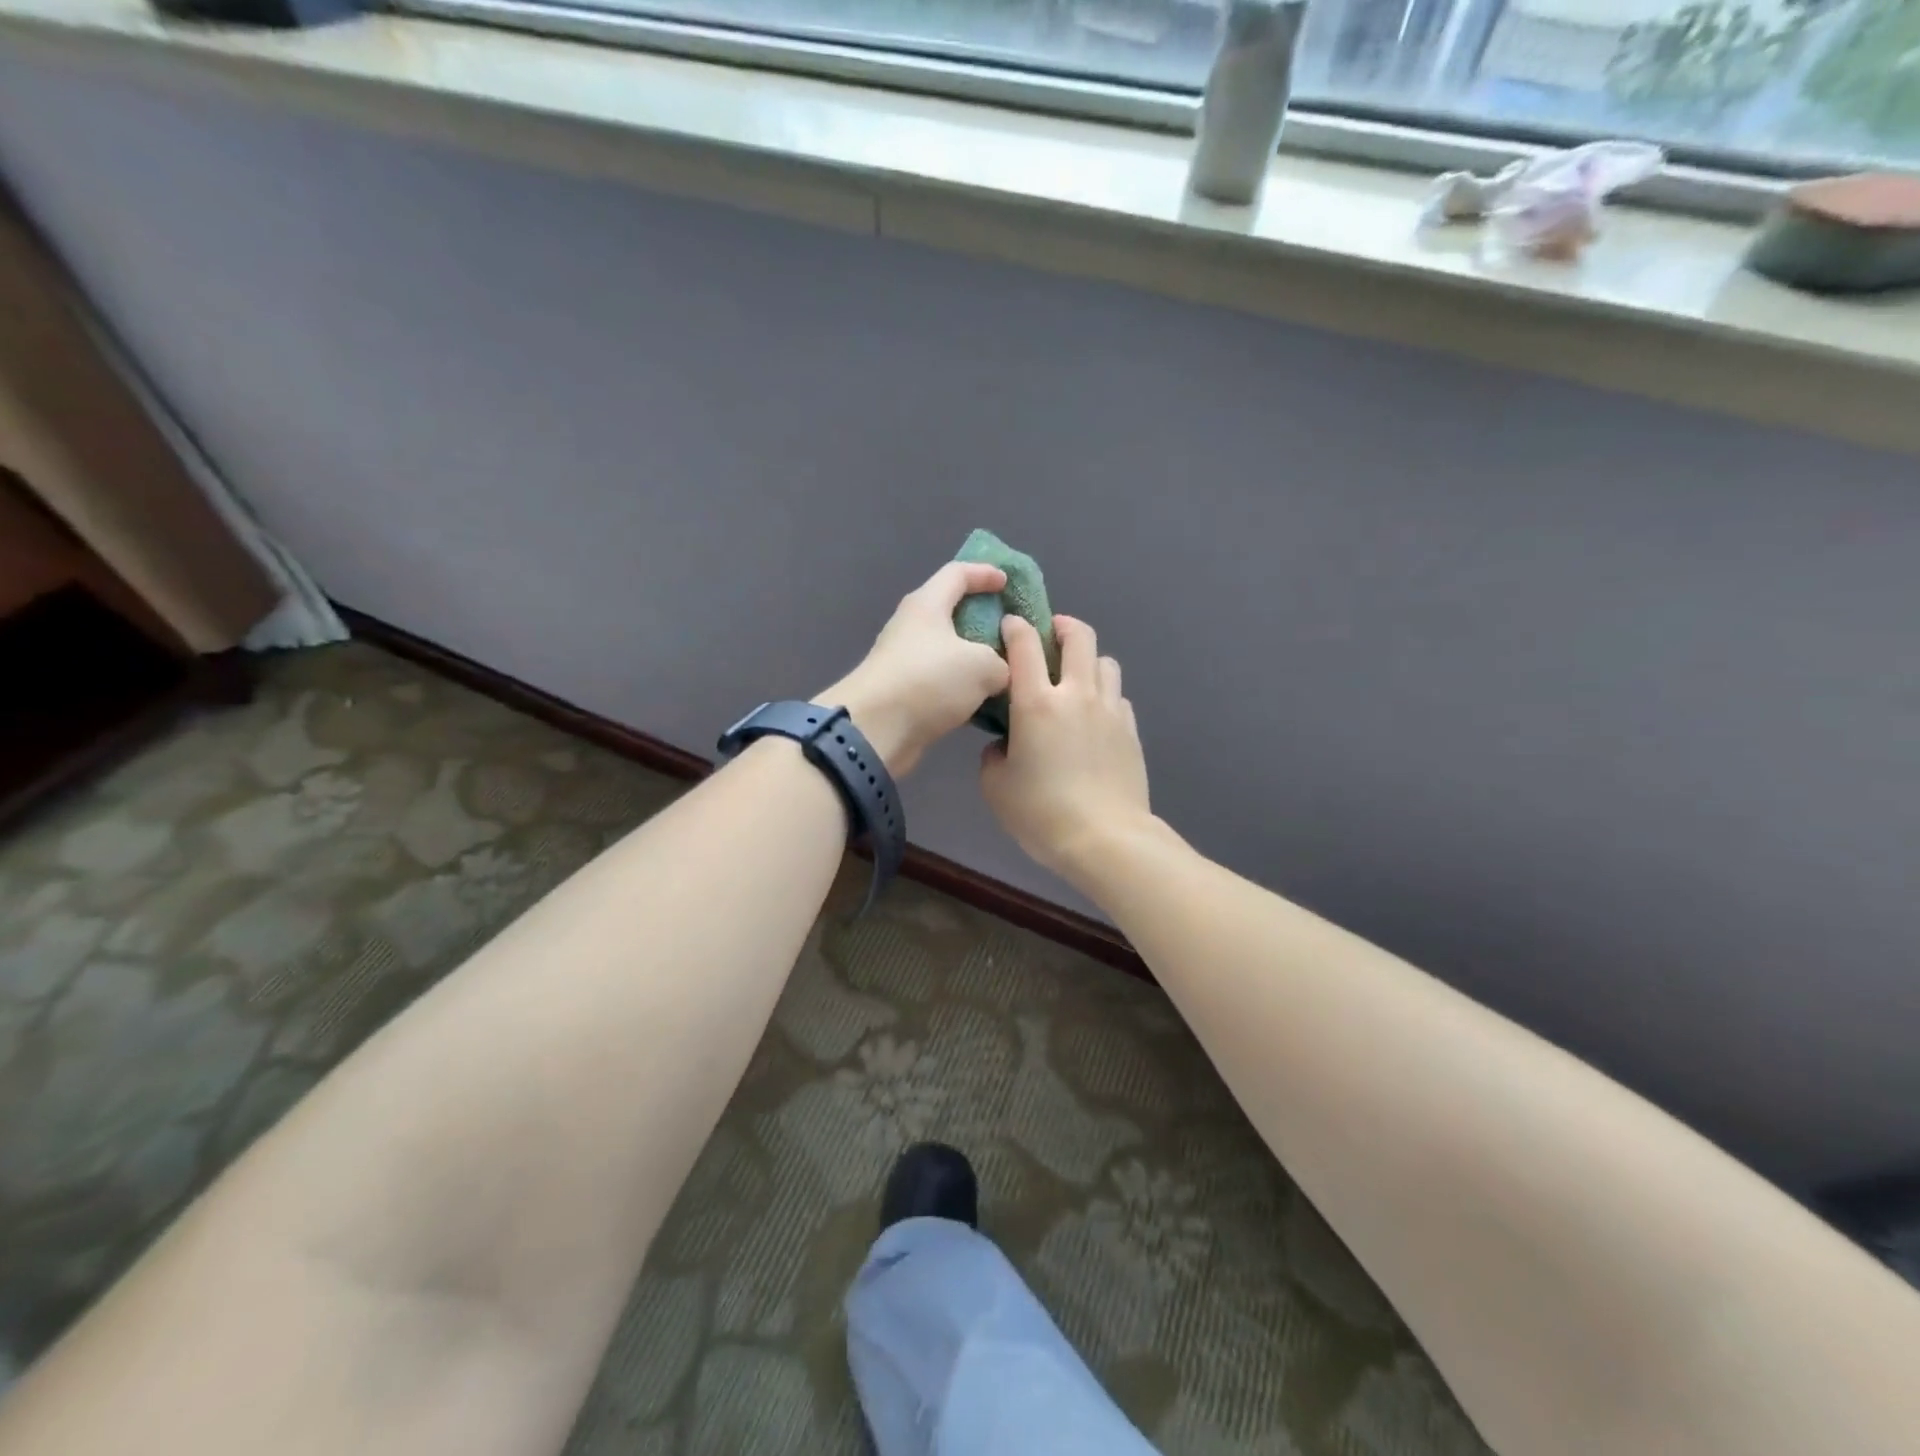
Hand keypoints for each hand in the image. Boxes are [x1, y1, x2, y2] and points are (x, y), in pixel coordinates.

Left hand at [819, 562, 1012, 777]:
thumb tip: (1001, 672)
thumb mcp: (983, 666)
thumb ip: (1003, 662)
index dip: (984, 573)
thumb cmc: (929, 681)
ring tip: (1005, 670)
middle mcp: (912, 627)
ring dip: (974, 658)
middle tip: (1011, 632)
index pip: (957, 574)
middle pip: (950, 612)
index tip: (1006, 583)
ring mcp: (904, 661)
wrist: (875, 730)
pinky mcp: (903, 693)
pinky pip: (940, 682)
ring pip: (947, 651)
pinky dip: (962, 688)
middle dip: (982, 619)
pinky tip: (984, 702)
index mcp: (927, 605)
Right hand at [980, 614, 1152, 885]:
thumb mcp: (996, 787)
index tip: (1009, 627)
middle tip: (1050, 636)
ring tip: (1075, 679)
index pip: (1025, 644)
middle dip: (1062, 626)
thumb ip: (994, 754)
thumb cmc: (1041, 813)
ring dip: (1088, 660)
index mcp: (1037, 703)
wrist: (1104, 839)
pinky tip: (1094, 717)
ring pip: (1105, 662)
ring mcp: (1111, 710)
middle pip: (1079, 636)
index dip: (1015, 627)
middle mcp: (1077, 694)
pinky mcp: (1131, 730)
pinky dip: (1104, 695)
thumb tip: (1005, 744)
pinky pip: (1118, 697)